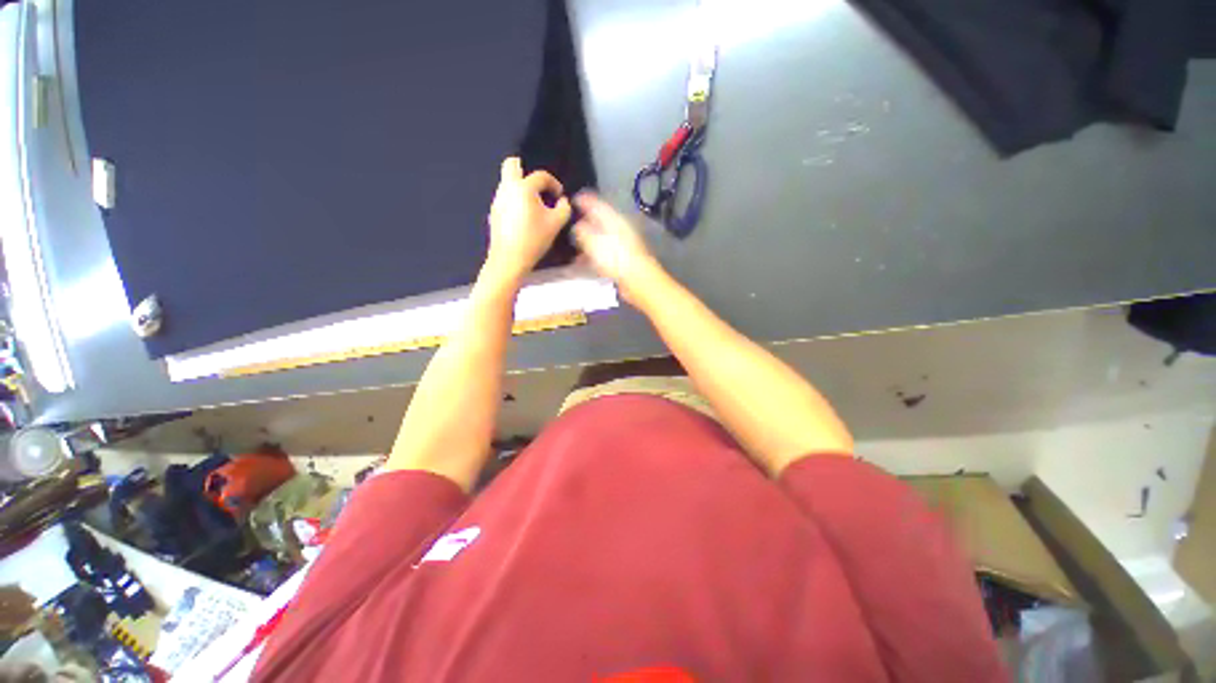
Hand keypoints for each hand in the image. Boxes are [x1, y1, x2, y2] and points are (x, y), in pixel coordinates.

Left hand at [484, 157, 570, 286]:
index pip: (540, 176)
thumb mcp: (556, 224)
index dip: (553, 183)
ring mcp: (497, 200)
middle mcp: (507, 188)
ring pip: (508, 183)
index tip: (559, 195)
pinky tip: (524, 219)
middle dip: (526, 170)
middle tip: (539, 187)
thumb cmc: (534, 239)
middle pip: (512, 165)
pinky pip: (505, 198)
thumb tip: (563, 201)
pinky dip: (515, 201)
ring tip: (534, 207)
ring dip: (521, 188)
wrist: (509, 259)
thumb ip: (564, 208)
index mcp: (524, 188)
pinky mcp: (494, 212)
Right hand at [572, 192, 661, 301]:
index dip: (584, 200)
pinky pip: (604, 254)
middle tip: (569, 226)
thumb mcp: (594, 242)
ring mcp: (622, 245)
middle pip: (599, 221)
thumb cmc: (616, 258)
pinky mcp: (622, 260)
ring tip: (574, 248)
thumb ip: (583, 232)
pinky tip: (584, 263)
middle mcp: (619, 229)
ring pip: (601, 238)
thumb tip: (577, 226)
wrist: (639, 280)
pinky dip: (593, 256)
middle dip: (584, 223)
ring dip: (587, 242)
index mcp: (614, 220)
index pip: (597, 204)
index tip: (572, 200)